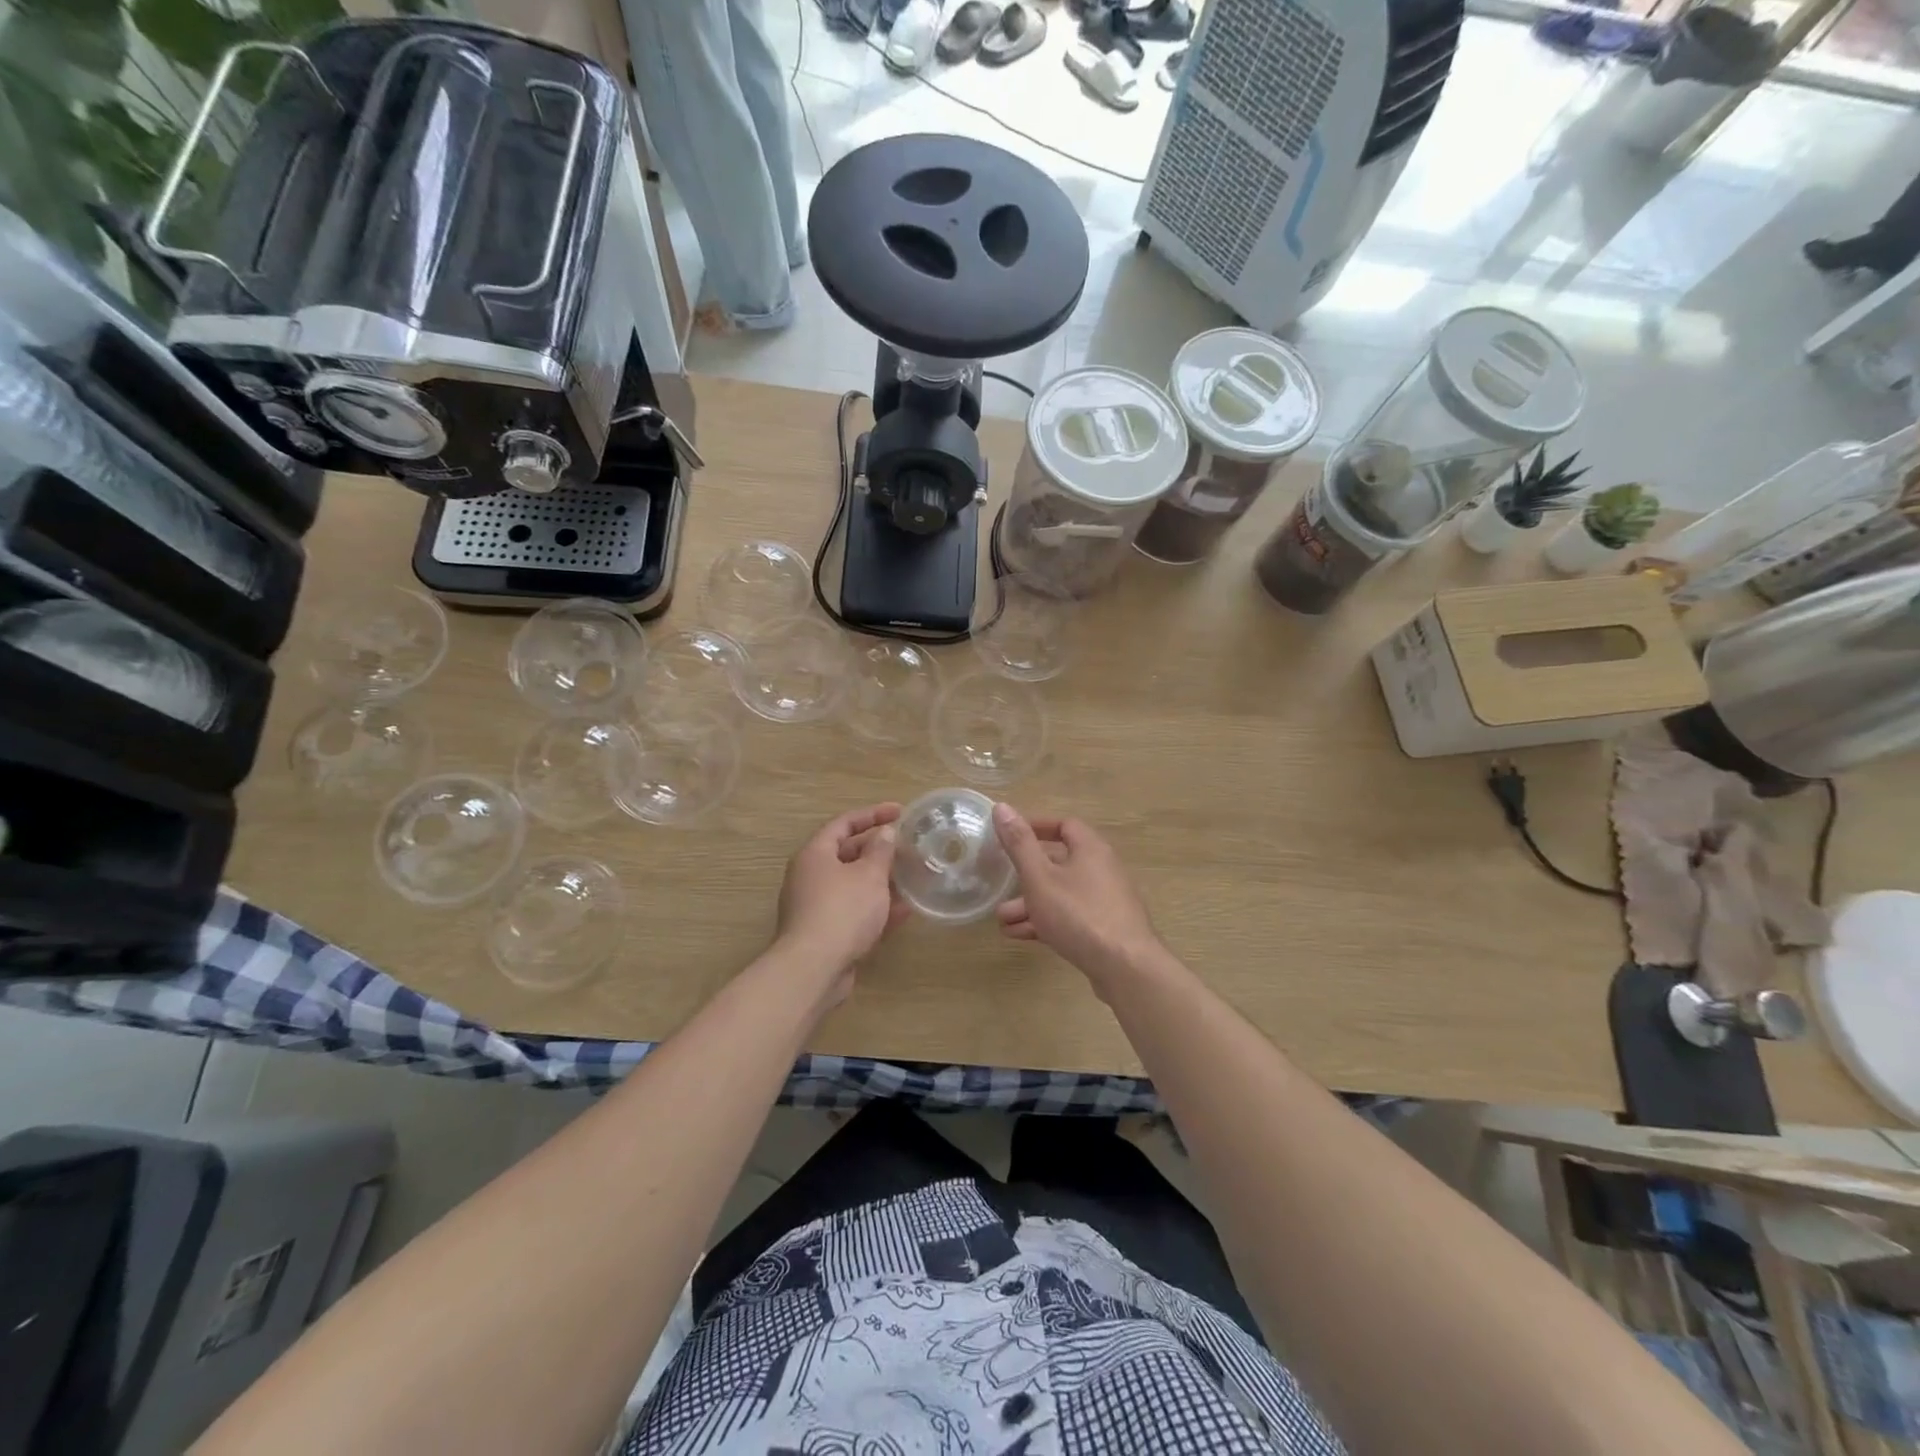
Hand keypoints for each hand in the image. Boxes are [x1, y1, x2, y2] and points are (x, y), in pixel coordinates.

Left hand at [775, 803, 908, 998]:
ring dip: (881, 881)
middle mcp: (811, 876)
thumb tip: (884, 833)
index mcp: (815, 854)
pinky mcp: (826, 933)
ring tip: (912, 877)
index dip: (873, 814)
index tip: (900, 811)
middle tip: (908, 846)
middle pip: (847, 854)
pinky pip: (854, 912)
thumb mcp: (869, 874)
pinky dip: (877, 909)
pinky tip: (904, 912)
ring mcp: (816, 906)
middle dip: (879, 850)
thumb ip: (880, 851)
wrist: (814, 969)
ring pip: (853, 885)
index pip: (844, 823)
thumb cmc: (842, 910)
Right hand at [991, 803, 1163, 986]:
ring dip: (1030, 903)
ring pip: (1061, 894)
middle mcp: (1101, 869)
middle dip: (1025, 874)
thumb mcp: (1040, 877)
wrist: (1126, 968)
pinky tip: (1018, 935)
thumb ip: (1019, 844)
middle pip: (1059, 862)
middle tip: (1000, 882)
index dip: (1036, 827)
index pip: (1064, 825)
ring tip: (1001, 920)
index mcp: (1090, 849)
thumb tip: (1002, 807)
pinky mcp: (1104, 929)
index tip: (1009, 836)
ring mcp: (1105, 901)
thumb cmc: (1079, 914)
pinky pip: (1069, 916)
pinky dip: (1045, 921)